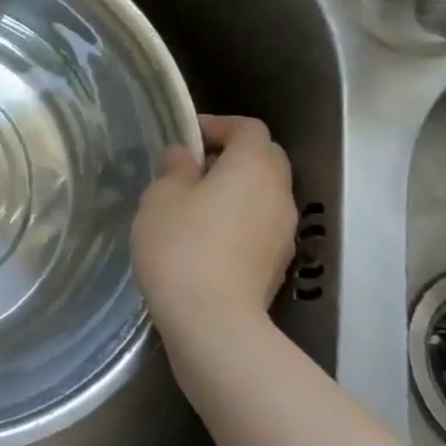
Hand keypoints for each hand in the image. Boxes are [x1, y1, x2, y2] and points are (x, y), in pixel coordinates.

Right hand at [133, 115, 296, 347]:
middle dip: (233, 154)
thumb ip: (175, 169)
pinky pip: (262, 224)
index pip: (249, 128)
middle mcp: (279, 193)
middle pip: (266, 158)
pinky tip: (208, 236)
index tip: (189, 136)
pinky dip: (240, 218)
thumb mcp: (161, 198)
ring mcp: (284, 231)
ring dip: (238, 188)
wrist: (212, 320)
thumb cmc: (180, 246)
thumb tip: (185, 156)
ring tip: (197, 203)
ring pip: (265, 193)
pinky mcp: (277, 262)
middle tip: (194, 167)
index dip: (220, 125)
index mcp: (253, 167)